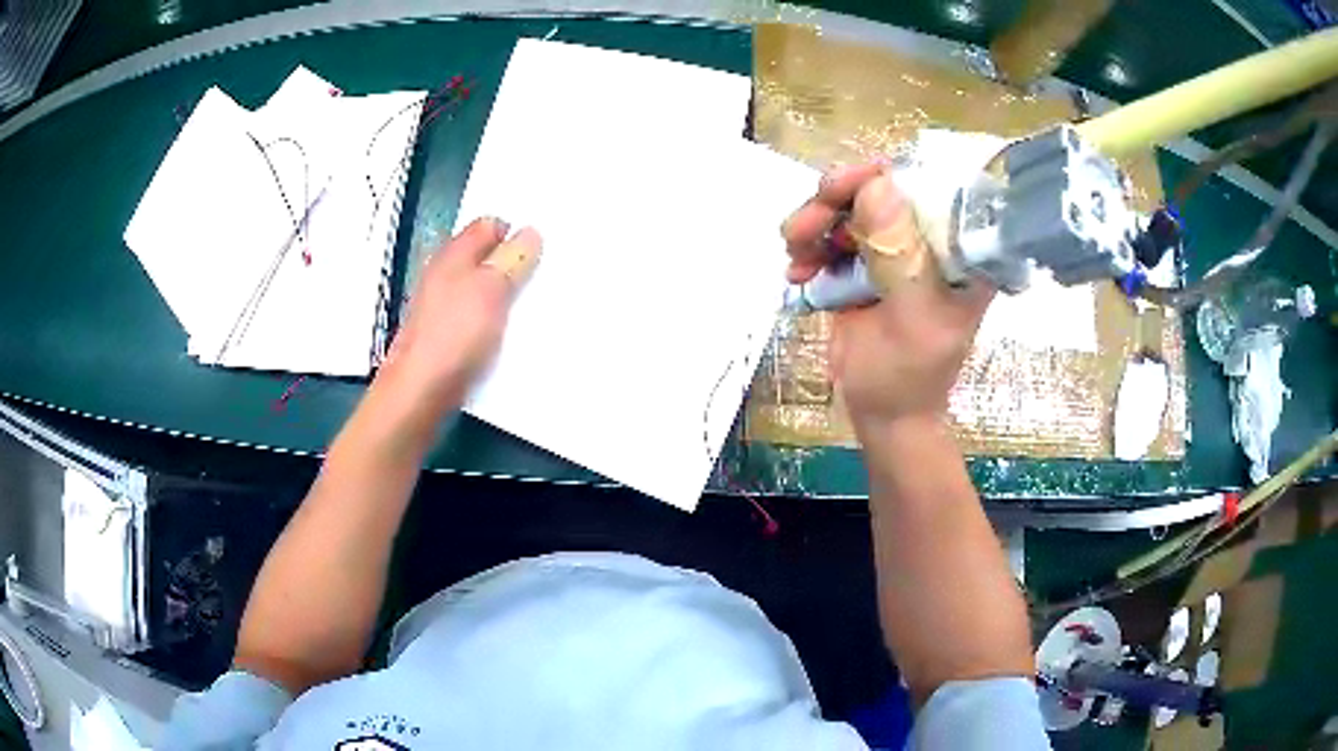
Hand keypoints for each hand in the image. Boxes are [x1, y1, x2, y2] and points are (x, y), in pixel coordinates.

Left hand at [381, 217, 541, 413]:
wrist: (420, 390)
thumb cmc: (455, 334)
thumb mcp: (491, 289)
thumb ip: (511, 259)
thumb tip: (530, 234)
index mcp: (453, 254)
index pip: (488, 225)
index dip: (514, 233)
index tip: (540, 251)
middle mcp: (444, 273)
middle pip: (484, 257)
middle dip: (512, 264)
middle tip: (543, 276)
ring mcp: (442, 305)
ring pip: (481, 287)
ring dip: (505, 294)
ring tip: (533, 306)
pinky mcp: (445, 334)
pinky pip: (476, 316)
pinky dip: (493, 319)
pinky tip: (508, 334)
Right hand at [782, 163, 993, 432]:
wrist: (884, 416)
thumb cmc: (908, 379)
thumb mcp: (911, 320)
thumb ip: (900, 256)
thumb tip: (877, 185)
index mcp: (959, 250)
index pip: (926, 186)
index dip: (882, 177)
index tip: (840, 190)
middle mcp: (929, 240)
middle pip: (879, 189)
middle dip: (835, 201)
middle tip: (803, 228)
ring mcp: (894, 250)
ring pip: (848, 208)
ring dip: (813, 224)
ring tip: (796, 259)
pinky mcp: (863, 264)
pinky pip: (830, 235)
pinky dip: (808, 246)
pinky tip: (797, 273)